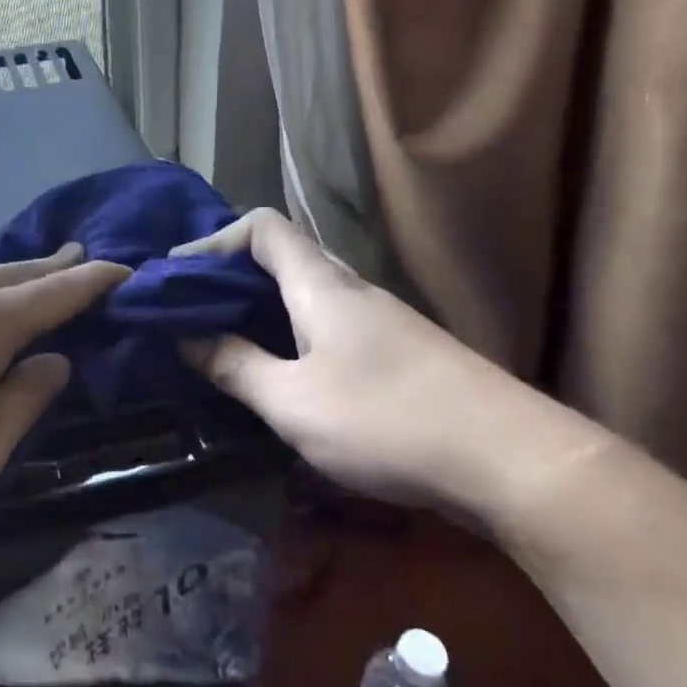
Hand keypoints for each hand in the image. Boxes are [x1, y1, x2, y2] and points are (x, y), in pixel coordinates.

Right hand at [175, 209, 579, 520]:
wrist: (511, 460)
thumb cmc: (388, 421)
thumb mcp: (294, 403)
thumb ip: (235, 367)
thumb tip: (186, 336)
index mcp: (322, 286)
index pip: (262, 227)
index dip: (213, 240)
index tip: (175, 277)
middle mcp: (351, 289)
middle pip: (281, 257)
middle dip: (227, 277)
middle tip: (185, 312)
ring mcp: (379, 321)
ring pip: (304, 294)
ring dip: (257, 309)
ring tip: (218, 341)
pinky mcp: (396, 352)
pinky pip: (325, 325)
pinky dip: (287, 334)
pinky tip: (277, 372)